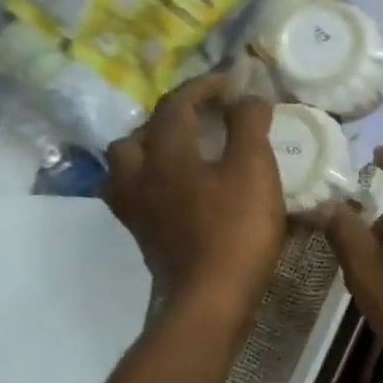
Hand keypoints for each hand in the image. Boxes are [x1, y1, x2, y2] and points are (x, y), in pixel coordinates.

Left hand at [103, 73, 284, 309]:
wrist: (210, 300)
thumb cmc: (236, 230)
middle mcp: (139, 175)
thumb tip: (247, 96)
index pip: (177, 104)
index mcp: (166, 153)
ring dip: (151, 149)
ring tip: (181, 152)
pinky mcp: (143, 237)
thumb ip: (248, 125)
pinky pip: (135, 195)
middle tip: (203, 118)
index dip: (204, 86)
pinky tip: (175, 191)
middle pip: (140, 133)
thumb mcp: (254, 169)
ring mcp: (136, 209)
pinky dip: (152, 181)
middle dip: (171, 118)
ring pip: (127, 165)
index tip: (232, 82)